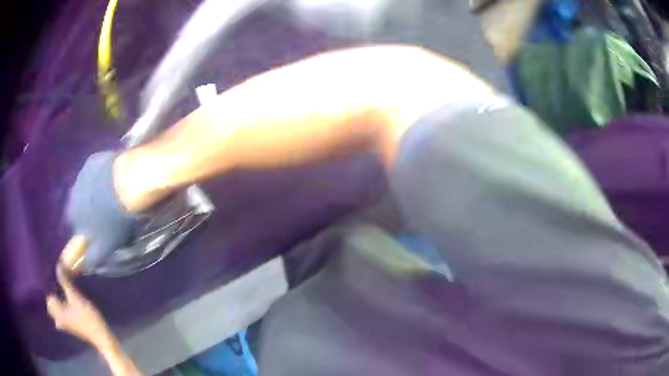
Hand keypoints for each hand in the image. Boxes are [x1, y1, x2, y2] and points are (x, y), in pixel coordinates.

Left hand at [46, 266, 114, 349]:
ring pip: (55, 306)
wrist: (101, 337)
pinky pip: (60, 312)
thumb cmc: (87, 318)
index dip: (46, 282)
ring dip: (56, 296)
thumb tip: (57, 264)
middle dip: (51, 289)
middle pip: (49, 301)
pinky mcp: (69, 325)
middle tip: (54, 275)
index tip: (48, 270)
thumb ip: (64, 281)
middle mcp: (57, 318)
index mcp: (56, 312)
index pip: (45, 294)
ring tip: (59, 285)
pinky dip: (61, 304)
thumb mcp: (75, 297)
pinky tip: (64, 299)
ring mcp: (64, 323)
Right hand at [65, 151, 141, 271]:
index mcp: (74, 218)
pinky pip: (93, 172)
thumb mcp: (106, 246)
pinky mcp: (91, 161)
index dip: (86, 229)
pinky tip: (112, 179)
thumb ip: (93, 257)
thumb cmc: (116, 219)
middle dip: (89, 210)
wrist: (128, 183)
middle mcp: (72, 196)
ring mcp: (81, 176)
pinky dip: (100, 176)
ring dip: (93, 193)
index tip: (98, 229)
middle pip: (78, 206)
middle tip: (106, 213)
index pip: (75, 227)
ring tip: (110, 195)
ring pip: (85, 189)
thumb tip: (86, 265)